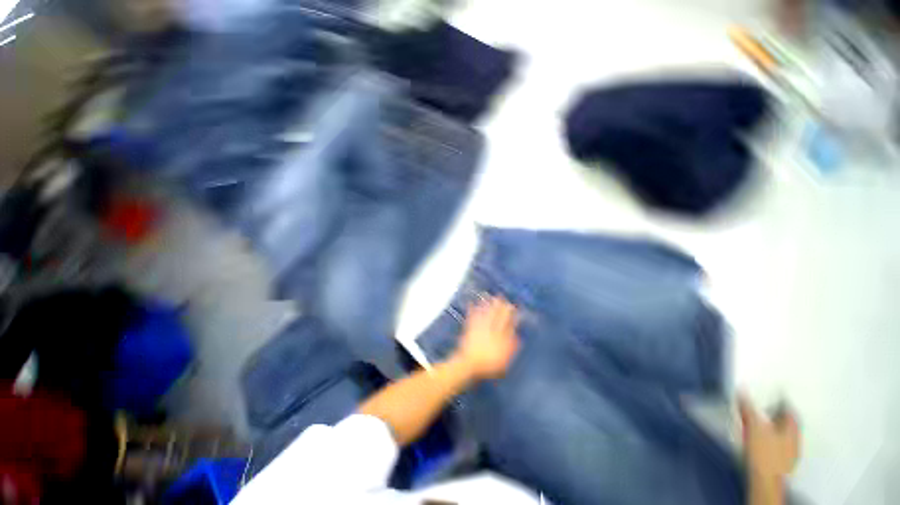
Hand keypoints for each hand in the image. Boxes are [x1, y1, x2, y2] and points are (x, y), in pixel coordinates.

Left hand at [454, 296, 519, 379]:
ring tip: (490, 296)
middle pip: (495, 315)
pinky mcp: (469, 329)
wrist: (468, 364)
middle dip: (499, 305)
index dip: (509, 314)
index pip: (506, 322)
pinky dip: (472, 309)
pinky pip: (471, 317)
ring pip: (484, 313)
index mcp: (499, 336)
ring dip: (487, 304)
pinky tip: (472, 302)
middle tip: (502, 296)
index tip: (512, 306)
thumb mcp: (504, 360)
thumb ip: (511, 348)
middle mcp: (490, 329)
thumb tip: (518, 337)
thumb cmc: (488, 365)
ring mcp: (479, 328)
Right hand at [739, 395, 800, 481]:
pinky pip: (778, 443)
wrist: (764, 482)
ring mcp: (789, 452)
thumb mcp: (753, 427)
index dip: (782, 400)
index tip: (772, 393)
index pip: (790, 409)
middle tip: (764, 405)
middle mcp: (794, 439)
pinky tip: (760, 438)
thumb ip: (748, 408)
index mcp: (792, 429)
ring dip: (773, 425)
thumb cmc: (763, 452)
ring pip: (783, 433)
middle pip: (787, 422)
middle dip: (776, 413)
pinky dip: (770, 437)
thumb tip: (742, 390)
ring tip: (760, 420)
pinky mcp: (780, 461)